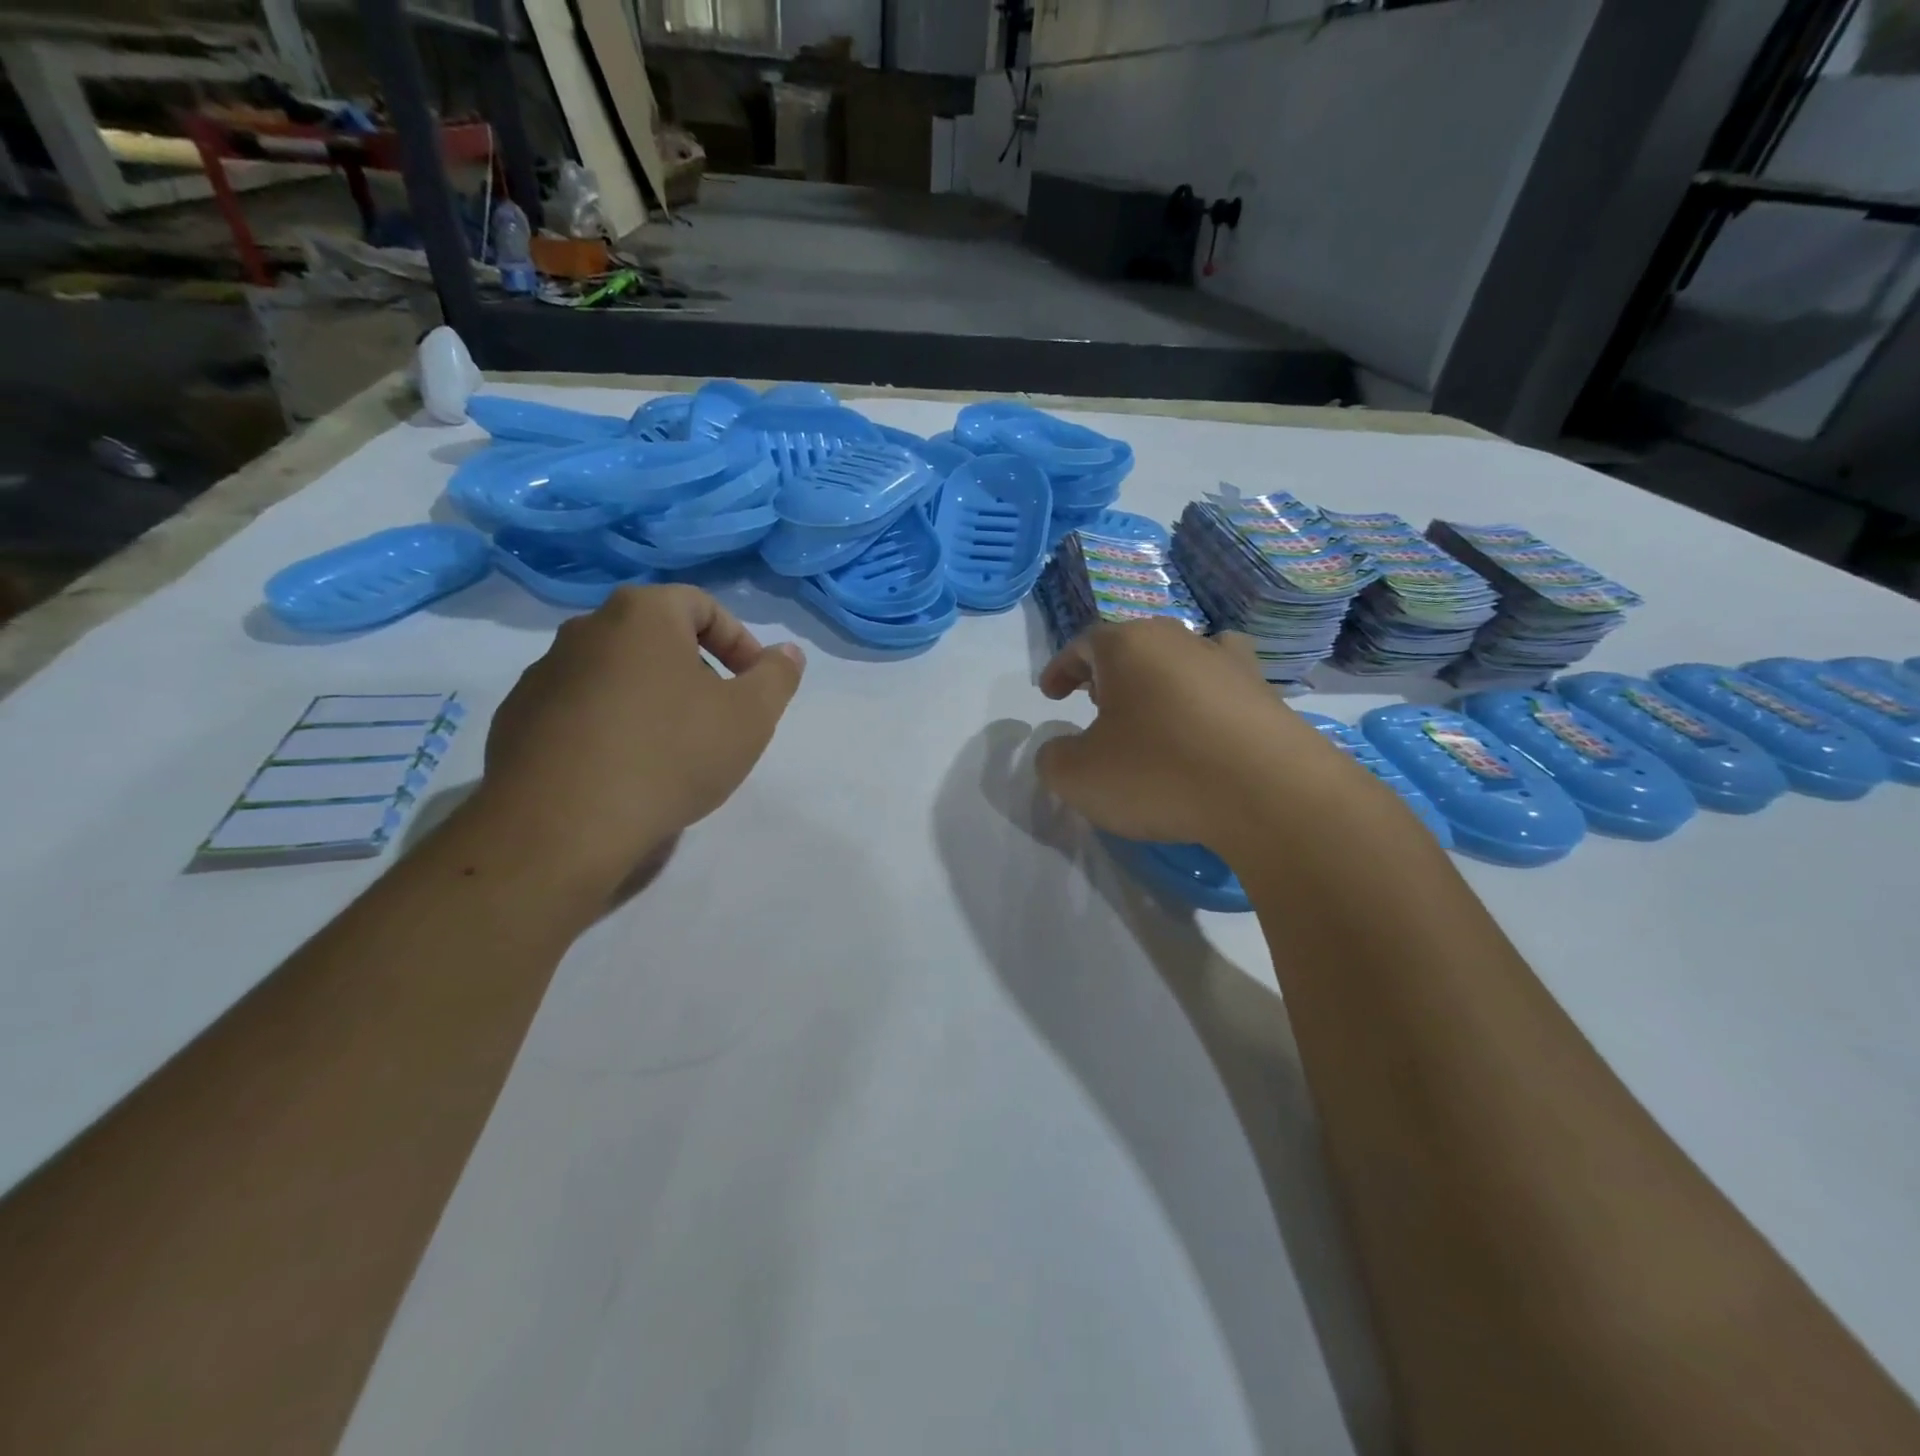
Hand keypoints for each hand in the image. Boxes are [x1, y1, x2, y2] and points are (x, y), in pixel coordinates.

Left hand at [478, 585, 804, 900]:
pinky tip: (623, 771)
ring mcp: (543, 674)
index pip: (702, 605)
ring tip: (670, 751)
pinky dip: (609, 726)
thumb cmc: (671, 755)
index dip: (739, 641)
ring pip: (616, 674)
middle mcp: (585, 629)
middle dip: (696, 672)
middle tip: (717, 719)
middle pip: (656, 638)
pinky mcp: (516, 719)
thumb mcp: (750, 717)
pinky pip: (579, 710)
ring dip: (651, 699)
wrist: (562, 825)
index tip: (753, 685)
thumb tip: (788, 652)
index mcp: (642, 615)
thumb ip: (777, 676)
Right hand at [1035, 618, 1357, 848]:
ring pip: (1181, 661)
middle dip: (1108, 673)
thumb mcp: (1078, 776)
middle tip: (1096, 704)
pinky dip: (1204, 703)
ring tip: (1151, 715)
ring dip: (1158, 683)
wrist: (1270, 794)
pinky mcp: (1266, 696)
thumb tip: (1061, 751)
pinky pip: (1222, 689)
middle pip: (1134, 646)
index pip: (1084, 645)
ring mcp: (1230, 664)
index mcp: (1129, 646)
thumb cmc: (1159, 773)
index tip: (1050, 695)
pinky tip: (1204, 731)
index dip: (1061, 669)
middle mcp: (1180, 640)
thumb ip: (1053, 758)